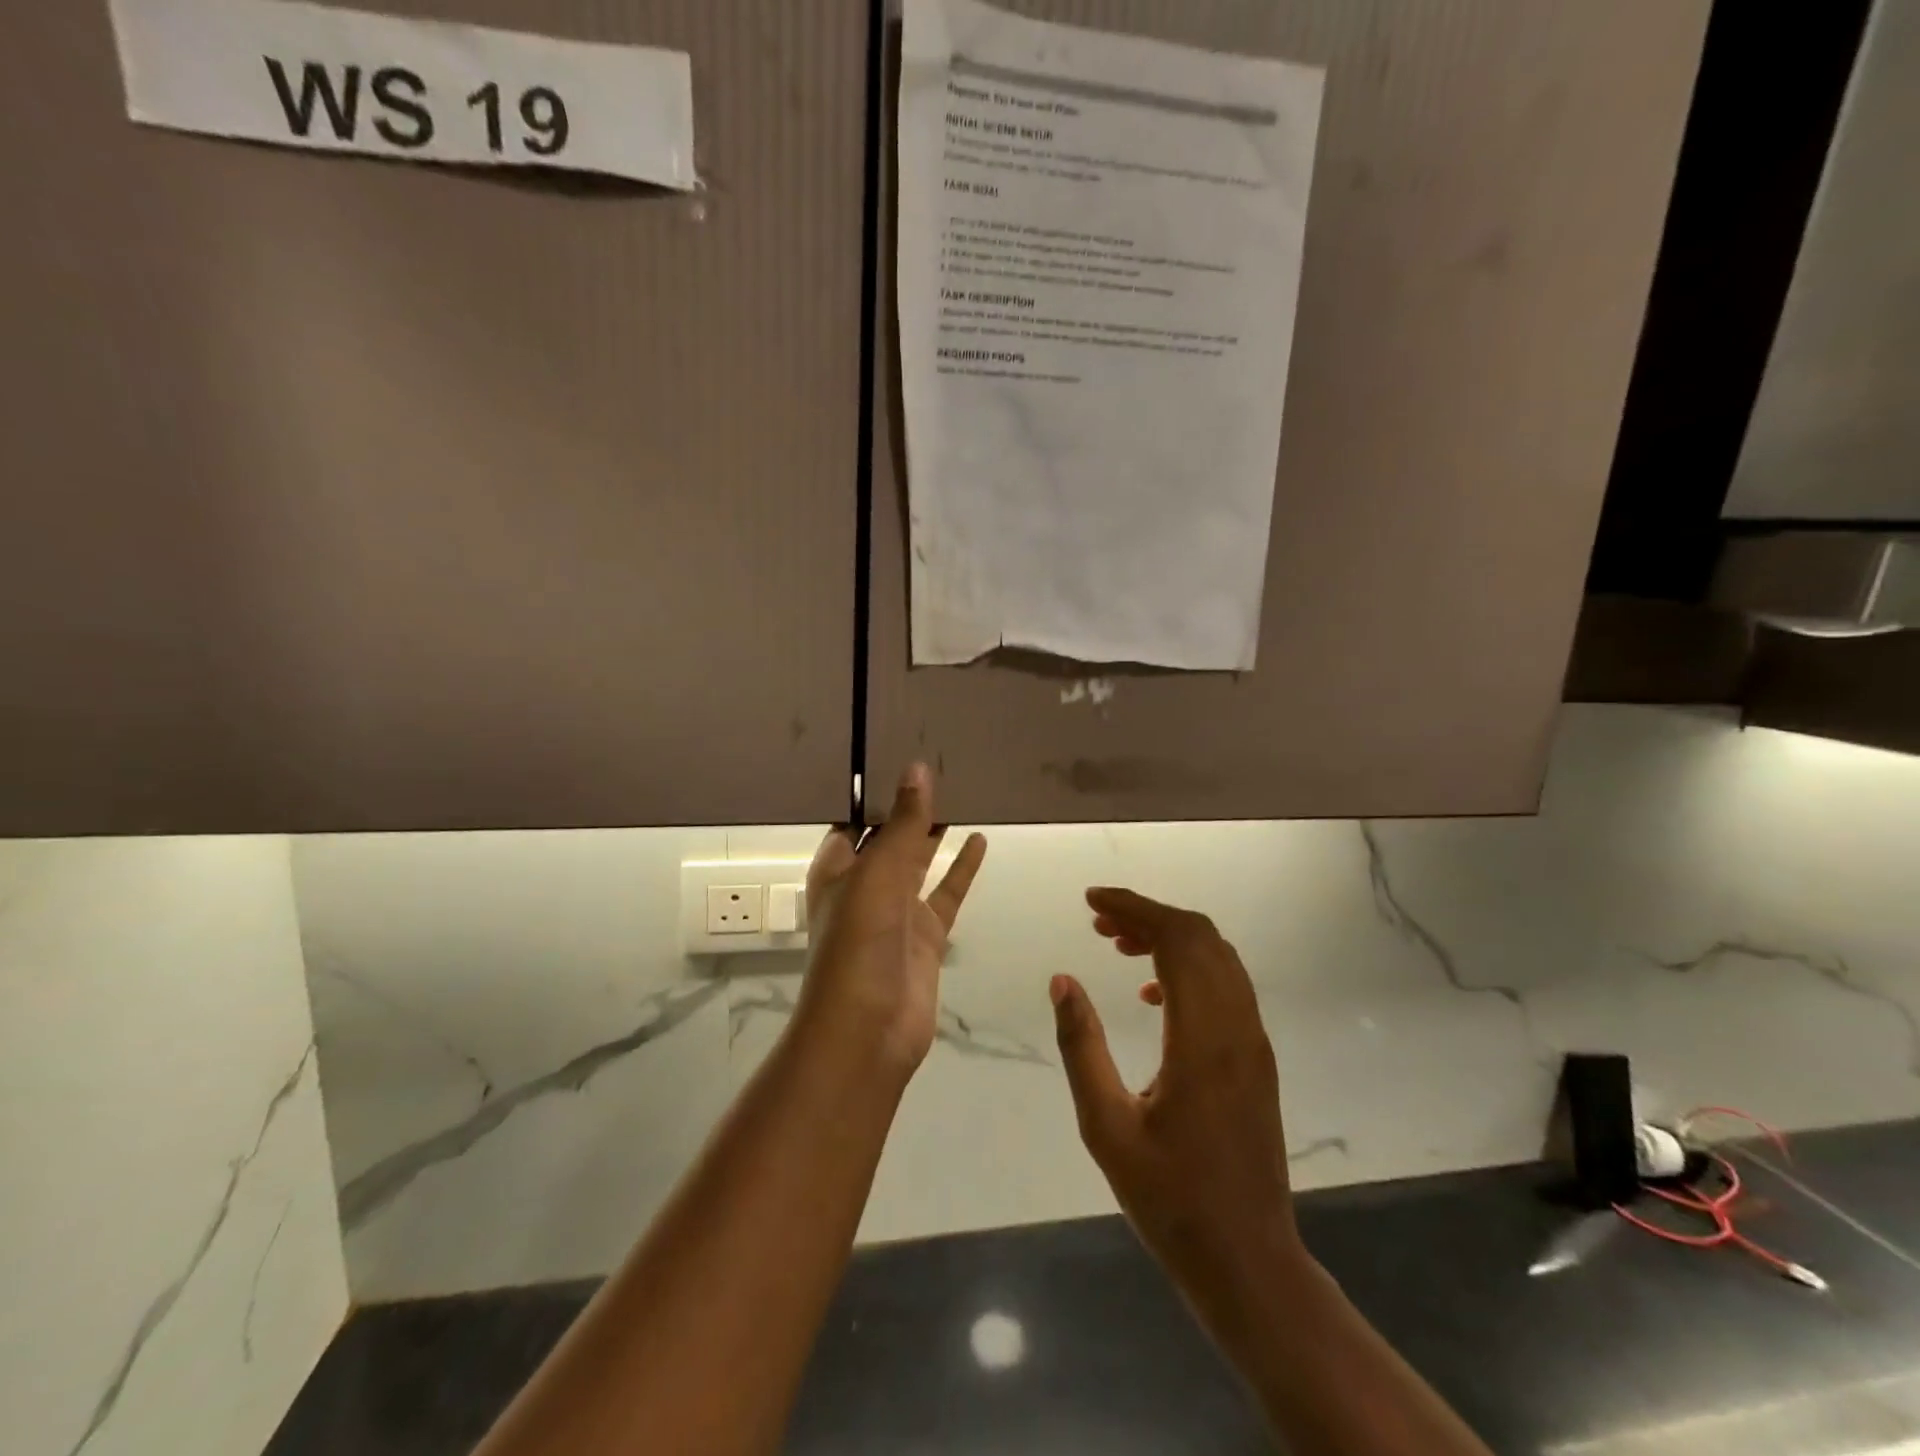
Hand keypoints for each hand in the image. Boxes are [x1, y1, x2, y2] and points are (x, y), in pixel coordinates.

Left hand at [801, 764, 986, 1075]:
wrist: (869, 1027)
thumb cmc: (858, 940)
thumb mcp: (878, 872)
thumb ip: (902, 823)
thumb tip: (918, 768)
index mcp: (836, 868)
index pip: (852, 820)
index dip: (872, 791)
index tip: (897, 753)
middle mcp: (863, 885)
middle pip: (887, 836)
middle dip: (907, 806)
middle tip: (939, 764)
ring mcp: (896, 911)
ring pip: (919, 861)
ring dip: (934, 832)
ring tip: (960, 792)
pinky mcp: (925, 934)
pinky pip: (946, 892)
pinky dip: (961, 868)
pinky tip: (979, 839)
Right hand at [1052, 888, 1304, 1331]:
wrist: (1248, 1260)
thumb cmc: (1170, 1199)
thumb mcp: (1106, 1126)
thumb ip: (1082, 1046)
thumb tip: (1062, 980)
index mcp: (1203, 1037)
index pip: (1178, 939)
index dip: (1135, 908)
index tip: (1091, 901)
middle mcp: (1238, 1026)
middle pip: (1201, 937)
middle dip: (1148, 915)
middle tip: (1098, 921)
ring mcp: (1253, 1041)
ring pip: (1217, 957)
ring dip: (1170, 938)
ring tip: (1117, 944)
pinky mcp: (1256, 1058)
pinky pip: (1225, 985)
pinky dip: (1188, 967)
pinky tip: (1150, 993)